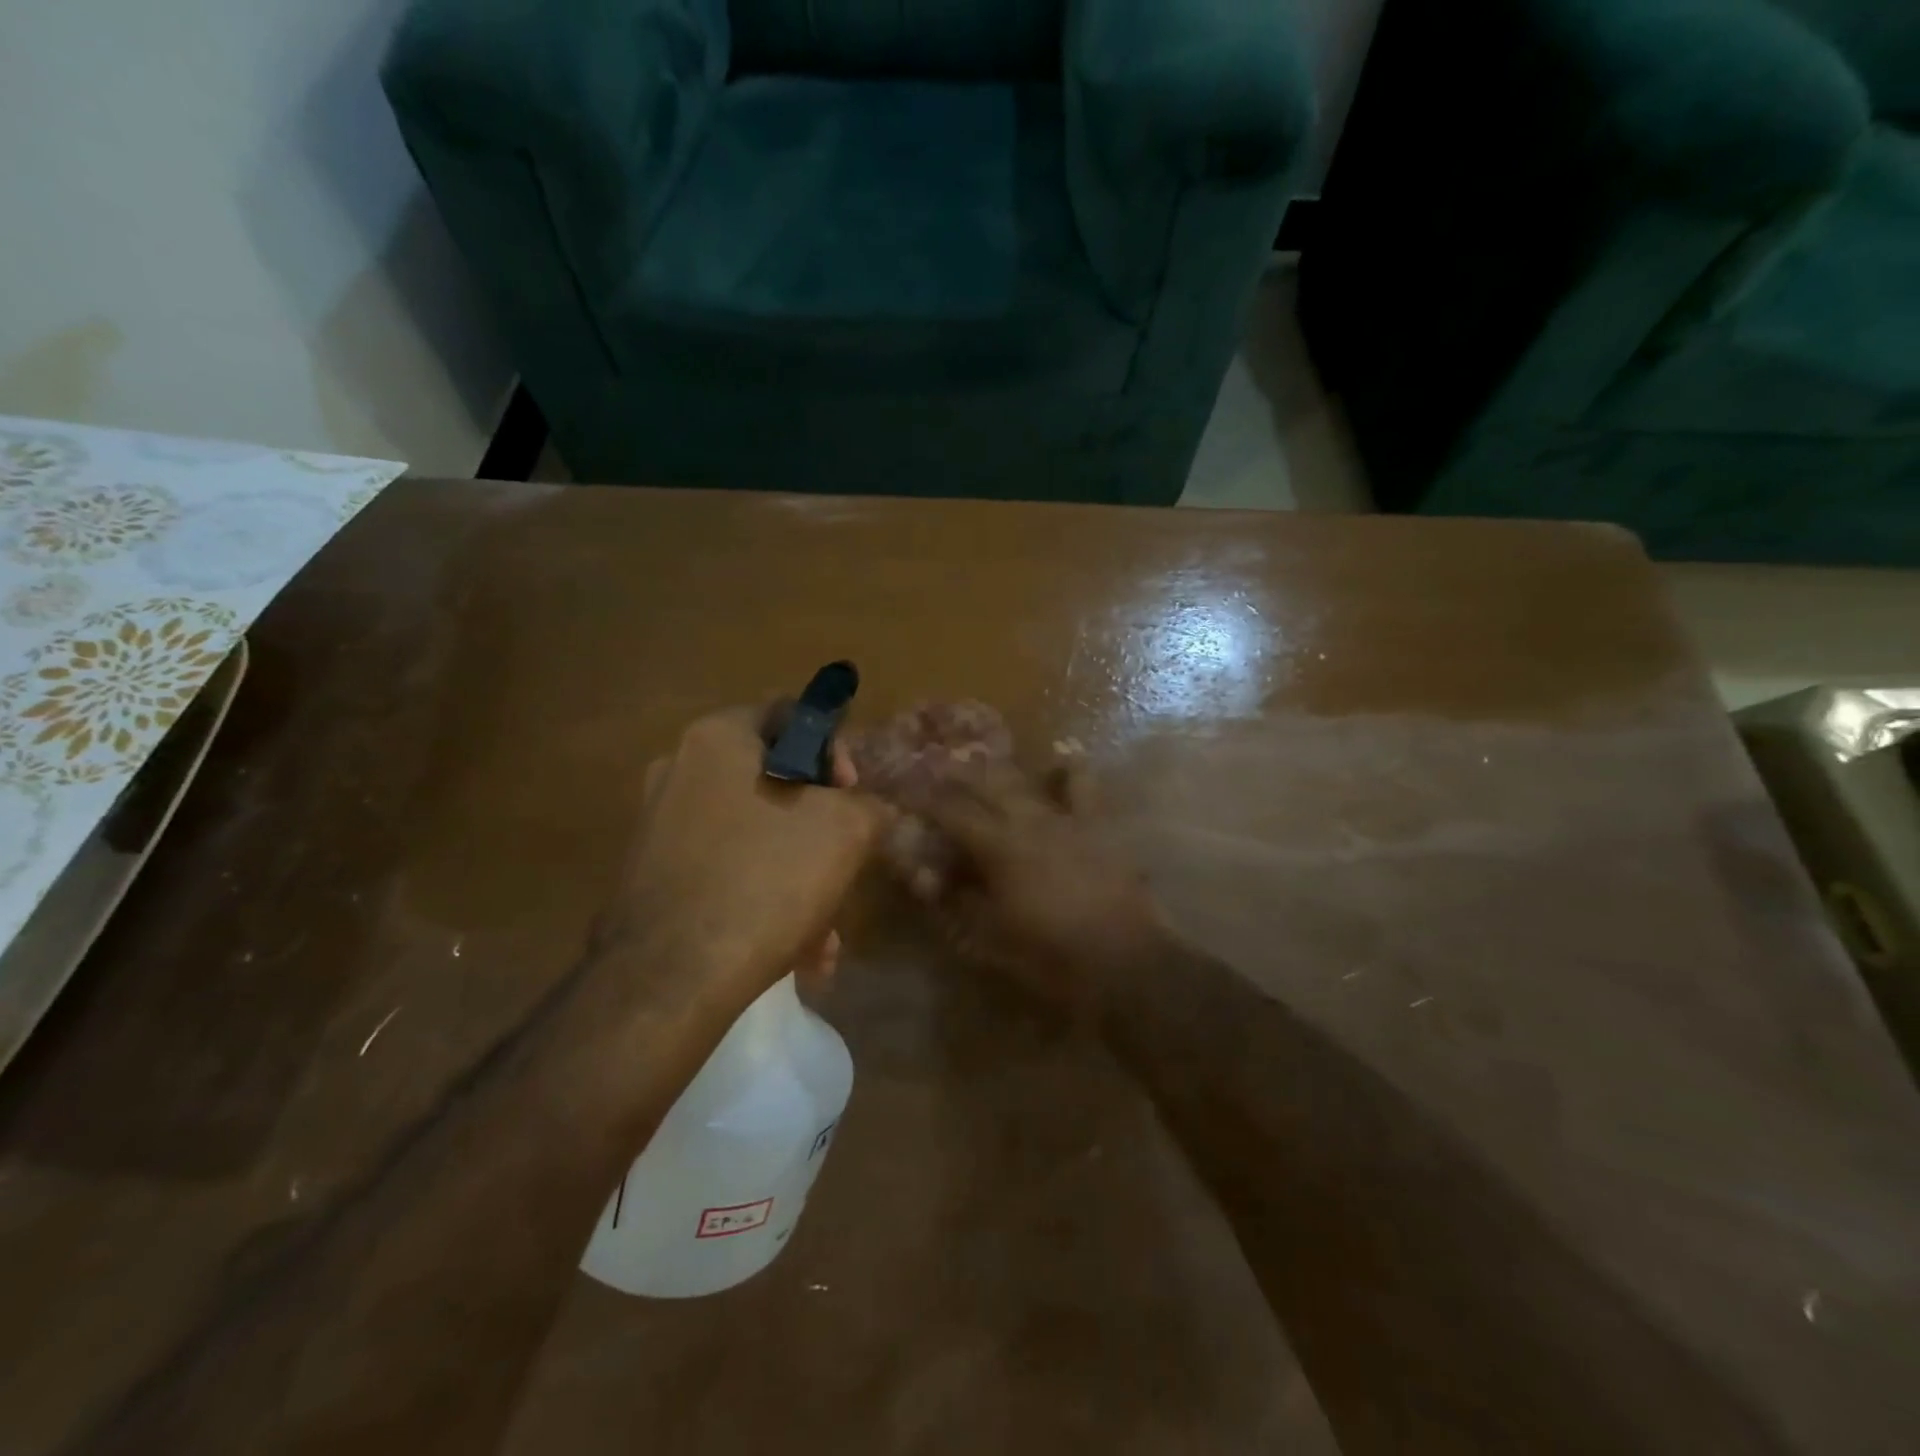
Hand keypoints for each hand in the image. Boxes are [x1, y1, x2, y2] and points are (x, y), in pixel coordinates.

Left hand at [608, 706, 889, 1010]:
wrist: (671, 978)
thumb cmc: (767, 878)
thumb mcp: (847, 830)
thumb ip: (867, 805)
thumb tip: (862, 809)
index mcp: (719, 738)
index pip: (790, 715)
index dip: (834, 751)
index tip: (851, 797)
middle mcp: (679, 770)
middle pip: (774, 783)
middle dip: (819, 828)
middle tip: (844, 865)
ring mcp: (659, 825)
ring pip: (754, 837)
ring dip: (798, 876)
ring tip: (824, 934)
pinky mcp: (652, 877)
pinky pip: (725, 872)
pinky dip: (762, 899)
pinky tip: (794, 953)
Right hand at [894, 758, 1166, 1007]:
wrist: (1124, 960)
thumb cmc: (1050, 954)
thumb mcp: (990, 936)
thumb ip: (958, 902)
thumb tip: (933, 881)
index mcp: (998, 845)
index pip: (952, 812)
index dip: (926, 801)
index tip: (908, 793)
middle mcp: (1029, 819)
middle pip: (986, 784)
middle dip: (957, 775)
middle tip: (939, 770)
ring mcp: (1067, 818)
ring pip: (1029, 779)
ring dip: (1003, 771)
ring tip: (987, 765)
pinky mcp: (1099, 825)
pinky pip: (1084, 786)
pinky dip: (1069, 769)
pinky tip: (1062, 759)